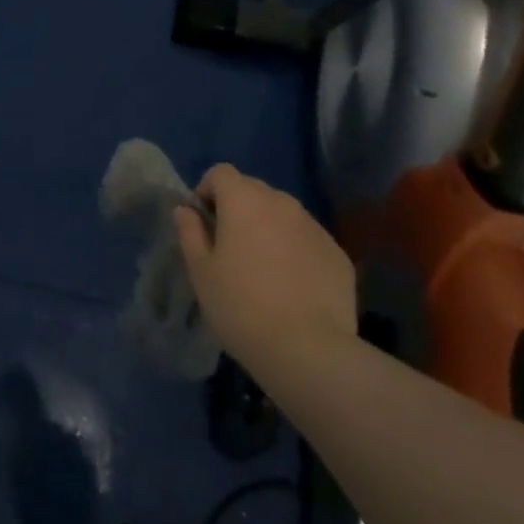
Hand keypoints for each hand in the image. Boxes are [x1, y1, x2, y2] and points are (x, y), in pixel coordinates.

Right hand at [174, 165, 355, 370]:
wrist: (308, 350)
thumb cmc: (241, 306)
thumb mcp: (201, 272)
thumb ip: (190, 232)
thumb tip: (186, 210)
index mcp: (244, 200)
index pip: (221, 173)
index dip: (207, 191)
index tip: (203, 222)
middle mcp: (282, 203)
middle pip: (253, 190)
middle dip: (238, 209)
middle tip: (229, 248)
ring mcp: (314, 227)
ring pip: (283, 215)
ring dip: (268, 228)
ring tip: (262, 269)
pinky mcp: (338, 254)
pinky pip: (307, 240)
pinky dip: (295, 251)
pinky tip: (292, 287)